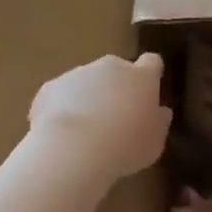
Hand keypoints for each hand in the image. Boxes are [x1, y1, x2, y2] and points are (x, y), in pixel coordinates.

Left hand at [30, 54, 171, 185]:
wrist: (74, 149)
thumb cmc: (125, 146)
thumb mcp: (155, 141)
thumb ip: (158, 122)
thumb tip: (160, 111)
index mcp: (141, 77)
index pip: (152, 62)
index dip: (150, 74)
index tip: (148, 91)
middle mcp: (111, 67)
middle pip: (116, 70)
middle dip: (116, 87)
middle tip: (115, 117)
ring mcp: (78, 74)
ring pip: (86, 81)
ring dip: (88, 97)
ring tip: (85, 131)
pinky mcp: (51, 87)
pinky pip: (60, 95)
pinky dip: (62, 108)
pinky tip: (63, 134)